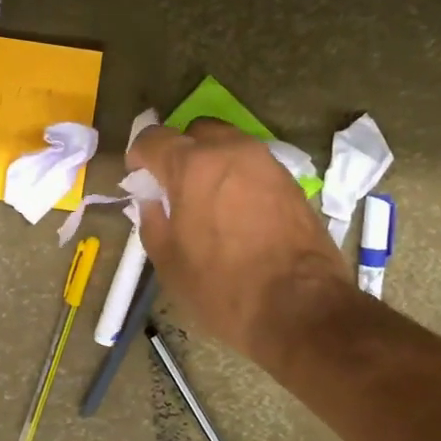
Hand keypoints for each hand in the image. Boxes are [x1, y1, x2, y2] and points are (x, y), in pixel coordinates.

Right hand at [126, 120, 352, 363]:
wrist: (301, 308)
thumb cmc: (223, 287)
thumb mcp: (169, 260)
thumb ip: (152, 219)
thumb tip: (153, 200)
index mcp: (192, 165)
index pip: (153, 138)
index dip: (139, 157)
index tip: (140, 181)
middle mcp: (230, 150)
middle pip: (195, 132)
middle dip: (180, 152)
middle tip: (176, 190)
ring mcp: (266, 162)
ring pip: (228, 145)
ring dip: (211, 163)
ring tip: (208, 202)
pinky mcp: (290, 181)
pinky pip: (253, 166)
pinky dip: (238, 178)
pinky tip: (238, 213)